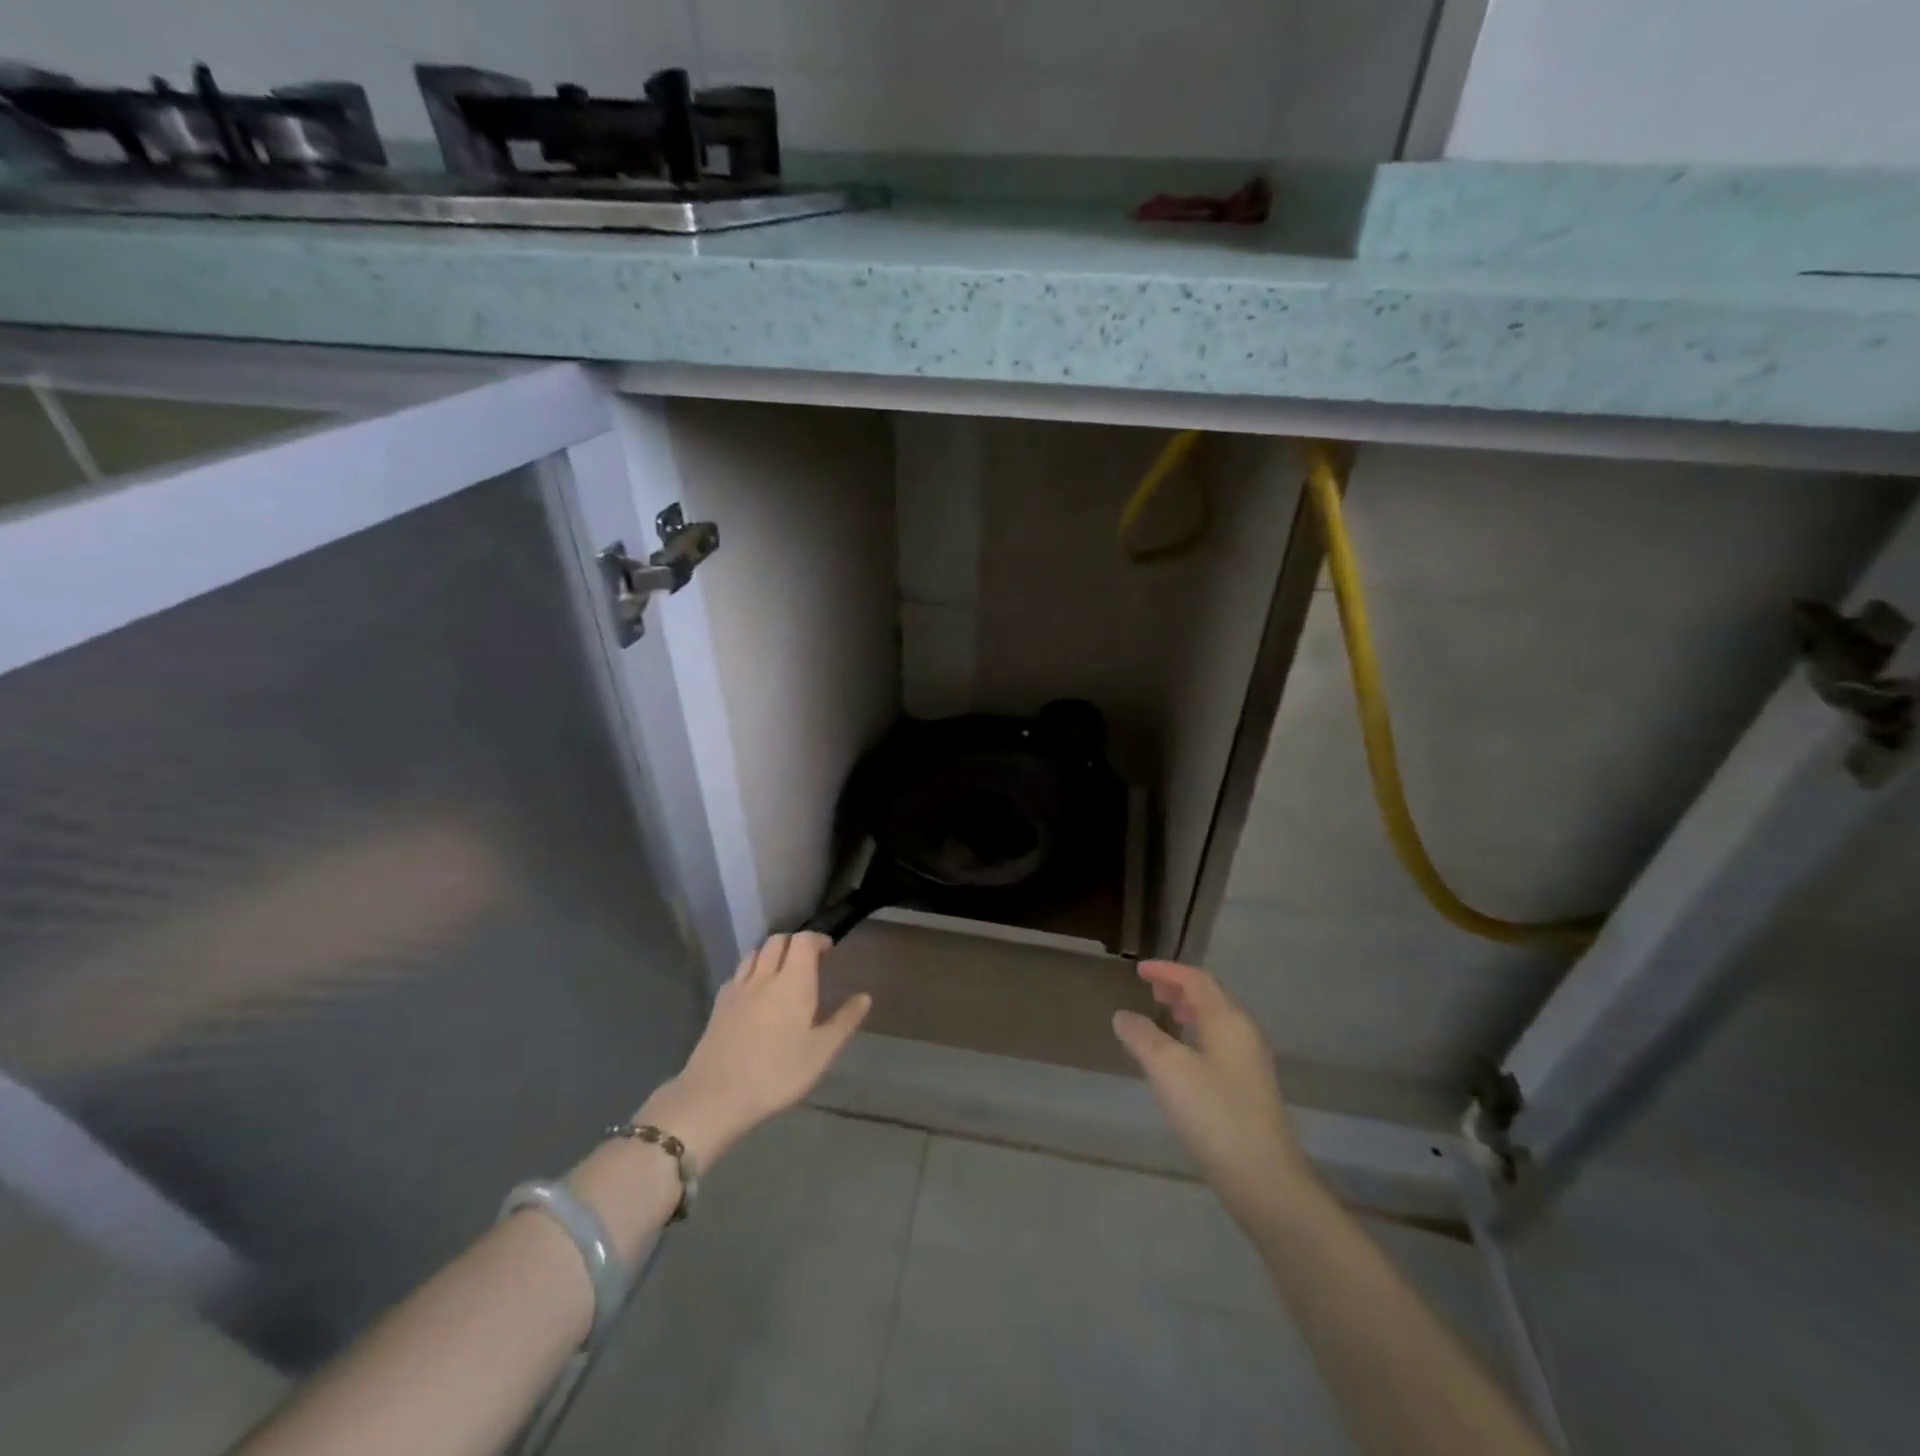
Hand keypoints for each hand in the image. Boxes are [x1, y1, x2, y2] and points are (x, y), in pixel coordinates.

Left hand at [639, 933, 870, 1168]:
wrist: (715, 1096)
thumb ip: (844, 1021)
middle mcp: (764, 976)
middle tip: (809, 961)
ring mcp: (737, 989)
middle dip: (795, 943)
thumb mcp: (821, 1052)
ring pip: (754, 953)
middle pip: (777, 940)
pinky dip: (751, 971)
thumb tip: (865, 997)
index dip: (817, 939)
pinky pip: (738, 974)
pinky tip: (755, 993)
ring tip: (782, 972)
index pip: (803, 940)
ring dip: (771, 953)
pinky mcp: (718, 1005)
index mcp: (793, 981)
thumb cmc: (777, 1073)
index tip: (829, 951)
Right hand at [1112, 961, 1313, 1211]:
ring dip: (1190, 1011)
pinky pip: (1220, 1043)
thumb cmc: (1213, 1112)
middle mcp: (1244, 1032)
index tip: (1139, 970)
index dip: (1167, 970)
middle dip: (1179, 988)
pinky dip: (1197, 1035)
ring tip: (1164, 1016)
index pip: (1196, 979)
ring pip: (1217, 1021)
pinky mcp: (1250, 1088)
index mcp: (1228, 1019)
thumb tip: (1123, 1015)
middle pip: (1211, 997)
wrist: (1263, 1177)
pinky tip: (1181, 1058)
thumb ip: (1142, 1036)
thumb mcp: (1167, 1069)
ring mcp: (1251, 1062)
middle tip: (1150, 990)